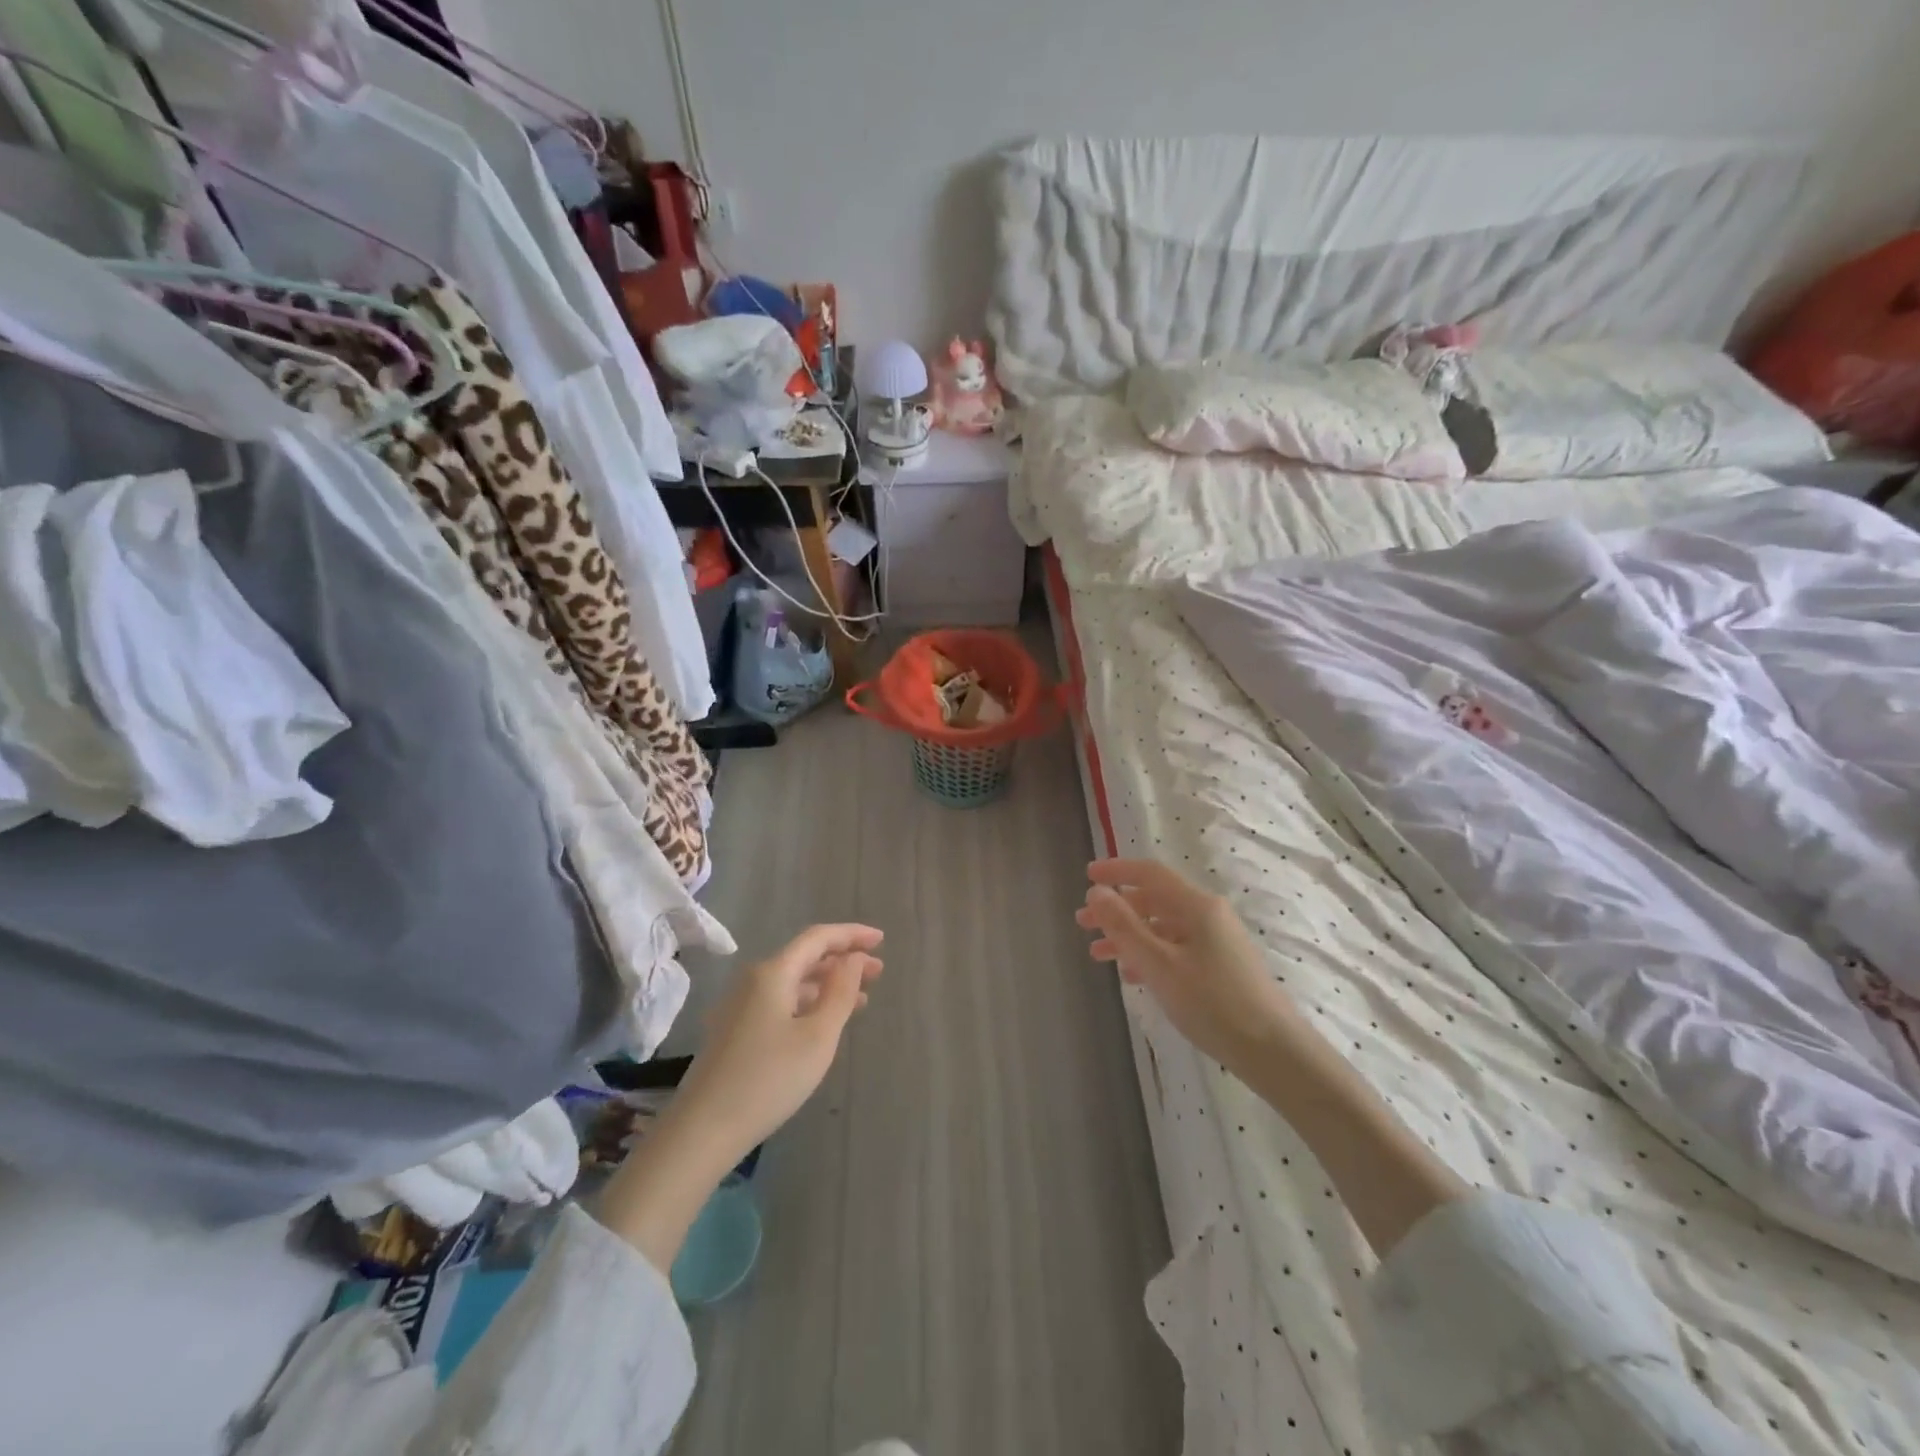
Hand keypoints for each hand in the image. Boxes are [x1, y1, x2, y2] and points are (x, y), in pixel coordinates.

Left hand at [596, 924, 882, 1272]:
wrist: (702, 1131)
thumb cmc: (769, 1079)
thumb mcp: (818, 1036)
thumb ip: (841, 992)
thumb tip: (854, 959)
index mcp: (773, 973)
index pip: (818, 938)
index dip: (851, 935)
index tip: (880, 940)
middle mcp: (753, 980)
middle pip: (804, 958)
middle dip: (843, 960)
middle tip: (878, 972)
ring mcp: (739, 1006)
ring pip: (792, 982)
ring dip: (827, 985)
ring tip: (860, 1000)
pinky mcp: (734, 1031)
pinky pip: (779, 1002)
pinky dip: (808, 1003)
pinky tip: (823, 1023)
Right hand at [1076, 859, 1298, 1069]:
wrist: (1273, 1051)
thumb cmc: (1213, 1003)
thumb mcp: (1160, 964)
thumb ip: (1124, 926)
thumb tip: (1096, 891)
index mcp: (1197, 906)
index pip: (1151, 874)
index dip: (1117, 871)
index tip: (1086, 875)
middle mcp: (1208, 915)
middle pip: (1154, 900)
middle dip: (1117, 909)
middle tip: (1083, 923)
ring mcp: (1217, 941)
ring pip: (1163, 927)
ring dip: (1129, 935)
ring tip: (1098, 954)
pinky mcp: (1221, 966)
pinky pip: (1176, 948)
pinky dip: (1149, 954)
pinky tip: (1132, 975)